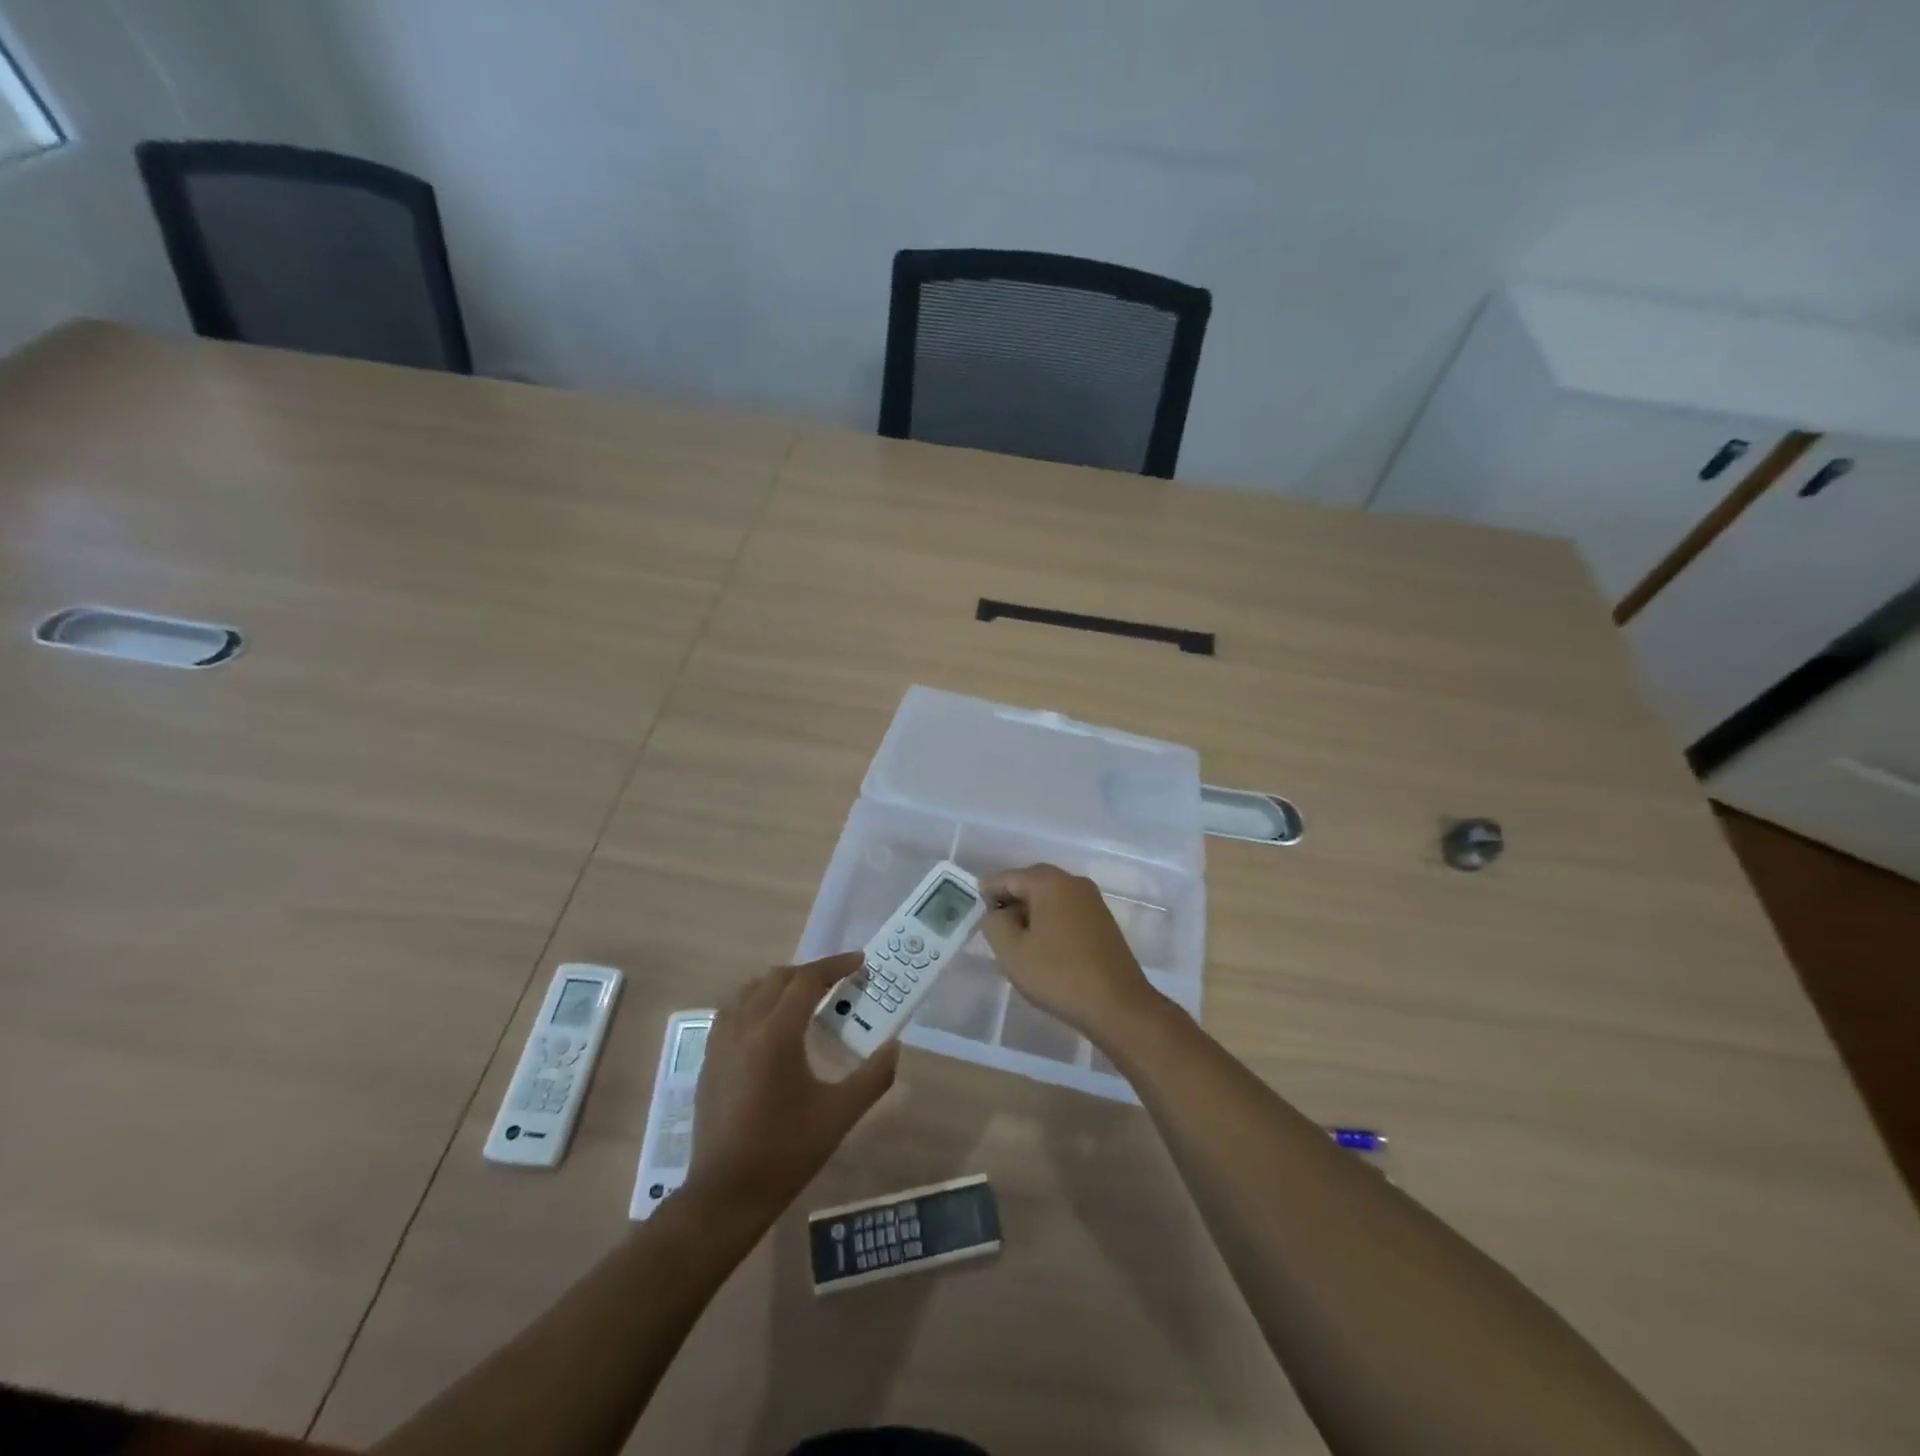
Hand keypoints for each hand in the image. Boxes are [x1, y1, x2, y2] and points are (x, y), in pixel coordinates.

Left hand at [685, 953, 898, 1225]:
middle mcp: (745, 1025)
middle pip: (779, 977)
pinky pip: (733, 1009)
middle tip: (840, 981)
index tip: (860, 962)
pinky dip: (757, 1001)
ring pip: (752, 989)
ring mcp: (721, 1040)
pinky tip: (771, 1024)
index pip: (807, 980)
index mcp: (776, 1033)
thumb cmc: (786, 1151)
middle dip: (811, 972)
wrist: (726, 1194)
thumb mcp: (840, 1114)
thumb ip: (874, 1076)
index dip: (836, 965)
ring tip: (807, 998)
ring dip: (782, 984)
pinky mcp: (709, 1057)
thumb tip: (895, 1045)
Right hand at [980, 865, 1161, 1046]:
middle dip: (1009, 903)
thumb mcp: (1012, 951)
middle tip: (992, 930)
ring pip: (1049, 899)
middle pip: (1030, 884)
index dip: (986, 893)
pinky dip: (1049, 923)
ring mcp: (1092, 901)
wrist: (1118, 1006)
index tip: (973, 913)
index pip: (1007, 878)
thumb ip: (994, 923)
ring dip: (1030, 915)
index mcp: (1049, 882)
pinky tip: (1042, 950)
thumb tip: (996, 911)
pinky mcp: (1103, 921)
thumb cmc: (1058, 975)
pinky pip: (1066, 912)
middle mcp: (1073, 882)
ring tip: (1015, 944)